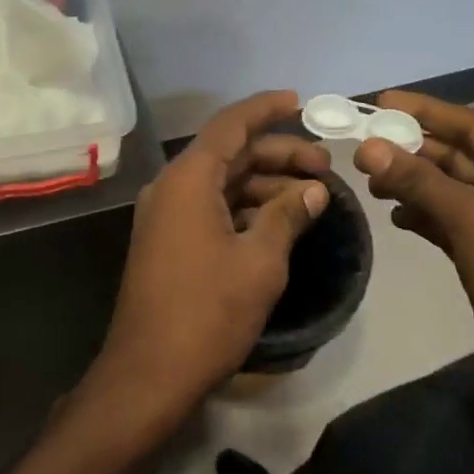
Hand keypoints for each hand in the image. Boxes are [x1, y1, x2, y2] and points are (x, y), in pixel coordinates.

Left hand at [80, 92, 330, 441]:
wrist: (149, 373)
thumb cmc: (208, 311)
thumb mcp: (260, 261)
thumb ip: (287, 215)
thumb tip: (313, 189)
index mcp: (188, 179)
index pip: (230, 125)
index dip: (266, 109)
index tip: (300, 101)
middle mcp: (172, 187)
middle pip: (229, 153)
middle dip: (277, 153)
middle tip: (324, 165)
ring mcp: (166, 215)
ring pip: (222, 182)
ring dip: (264, 183)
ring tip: (312, 194)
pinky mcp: (169, 241)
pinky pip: (211, 207)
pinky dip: (245, 207)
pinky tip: (280, 220)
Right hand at [352, 90, 473, 431]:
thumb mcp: (470, 220)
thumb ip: (418, 180)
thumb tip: (368, 148)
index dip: (427, 111)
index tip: (382, 101)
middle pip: (460, 157)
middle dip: (413, 151)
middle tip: (364, 144)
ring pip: (451, 190)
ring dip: (412, 183)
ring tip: (371, 180)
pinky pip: (449, 221)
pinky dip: (422, 215)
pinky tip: (394, 214)